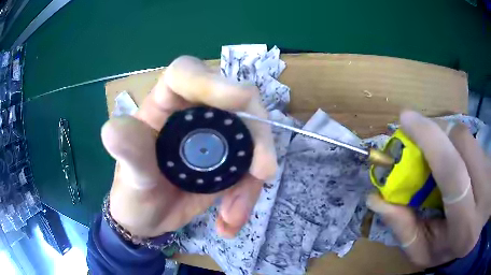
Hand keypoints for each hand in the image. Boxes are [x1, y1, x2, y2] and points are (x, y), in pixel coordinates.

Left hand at [101, 56, 276, 238]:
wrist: (147, 218)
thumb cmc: (132, 194)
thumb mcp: (129, 177)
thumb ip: (128, 153)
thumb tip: (112, 129)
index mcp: (165, 104)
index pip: (187, 74)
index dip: (215, 81)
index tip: (240, 100)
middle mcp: (195, 113)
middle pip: (238, 103)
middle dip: (256, 137)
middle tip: (261, 174)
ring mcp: (215, 138)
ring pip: (252, 141)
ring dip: (251, 181)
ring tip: (232, 217)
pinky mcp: (227, 162)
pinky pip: (250, 170)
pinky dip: (247, 197)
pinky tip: (229, 223)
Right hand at [367, 110, 490, 266]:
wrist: (477, 235)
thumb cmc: (451, 251)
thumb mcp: (426, 252)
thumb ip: (404, 231)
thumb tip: (377, 200)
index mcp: (466, 224)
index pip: (452, 172)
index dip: (429, 139)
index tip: (406, 118)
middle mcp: (484, 191)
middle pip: (462, 141)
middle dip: (436, 132)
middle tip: (417, 136)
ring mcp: (490, 171)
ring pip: (467, 136)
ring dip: (446, 137)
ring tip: (436, 152)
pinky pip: (471, 140)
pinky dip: (456, 142)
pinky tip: (453, 156)